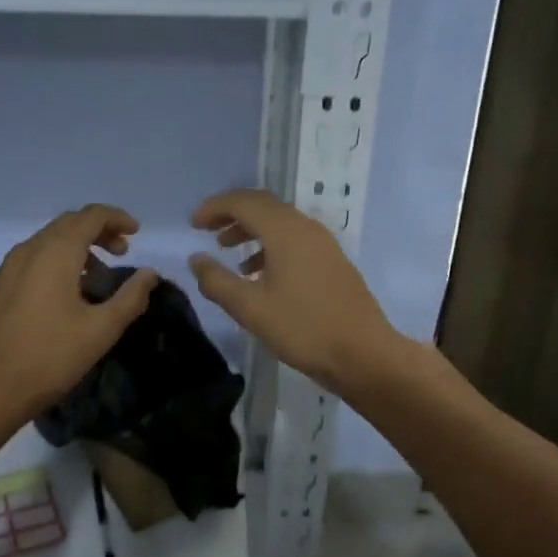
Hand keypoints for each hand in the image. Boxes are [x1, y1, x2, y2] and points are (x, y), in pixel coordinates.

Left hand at [0, 205, 158, 428]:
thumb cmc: (49, 358)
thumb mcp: (100, 330)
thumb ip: (130, 297)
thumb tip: (149, 274)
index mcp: (55, 252)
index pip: (90, 216)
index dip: (116, 218)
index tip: (136, 233)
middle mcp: (29, 250)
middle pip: (68, 224)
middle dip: (98, 231)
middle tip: (122, 252)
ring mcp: (9, 267)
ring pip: (49, 240)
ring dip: (77, 246)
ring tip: (99, 275)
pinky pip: (34, 258)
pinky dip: (57, 260)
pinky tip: (67, 292)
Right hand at [189, 189, 405, 396]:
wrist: (364, 354)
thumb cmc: (303, 328)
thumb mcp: (250, 308)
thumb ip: (217, 281)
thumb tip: (196, 260)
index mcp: (285, 231)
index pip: (243, 202)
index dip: (215, 207)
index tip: (193, 223)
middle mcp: (306, 227)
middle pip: (263, 205)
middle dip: (232, 213)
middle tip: (207, 230)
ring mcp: (323, 244)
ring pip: (280, 222)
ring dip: (251, 229)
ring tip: (227, 250)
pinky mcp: (332, 261)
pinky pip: (294, 239)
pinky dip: (270, 245)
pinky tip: (258, 272)